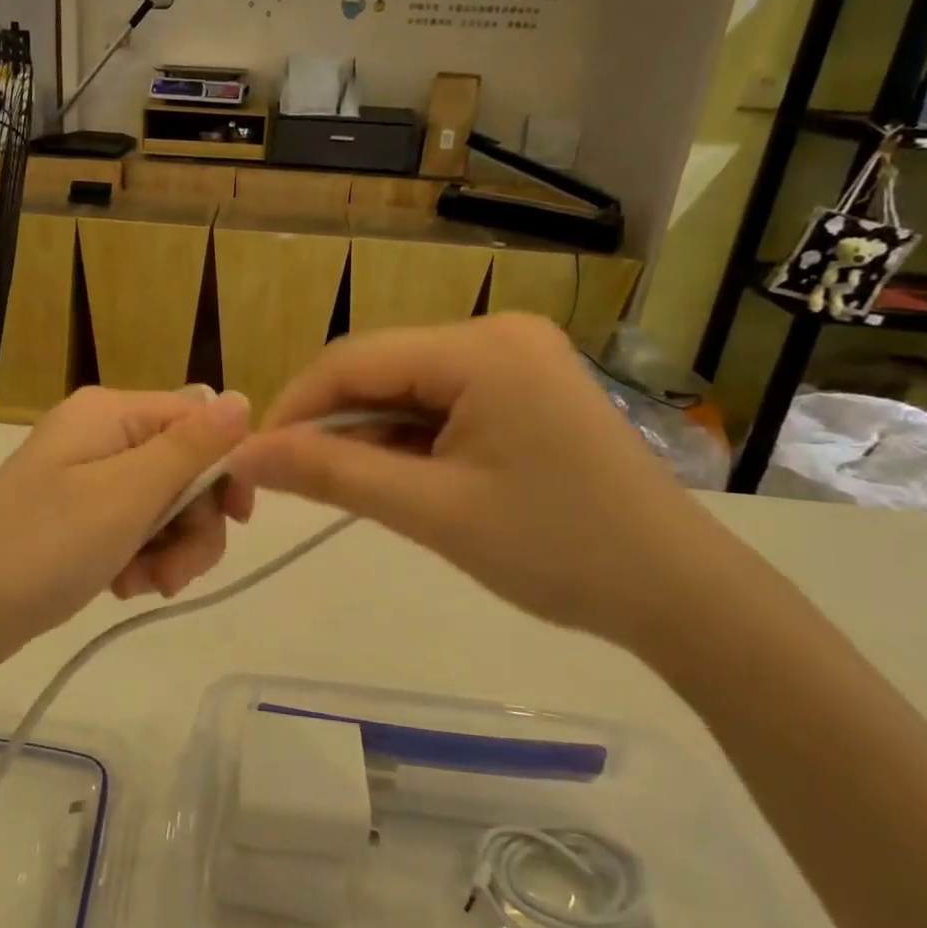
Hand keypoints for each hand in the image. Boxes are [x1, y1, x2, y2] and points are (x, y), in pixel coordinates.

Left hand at [0, 386, 252, 682]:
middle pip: (183, 467)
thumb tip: (243, 398)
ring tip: (141, 586)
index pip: (197, 417)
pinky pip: (134, 526)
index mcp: (110, 413)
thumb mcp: (127, 495)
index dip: (225, 466)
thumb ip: (191, 447)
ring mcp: (86, 475)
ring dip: (169, 549)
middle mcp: (100, 434)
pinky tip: (122, 586)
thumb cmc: (45, 546)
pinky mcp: (78, 513)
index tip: (239, 519)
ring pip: (164, 504)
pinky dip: (140, 558)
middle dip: (192, 524)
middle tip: (175, 575)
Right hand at [227, 315, 749, 653]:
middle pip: (380, 369)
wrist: (679, 593)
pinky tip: (396, 476)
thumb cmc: (557, 550)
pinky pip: (441, 402)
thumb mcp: (431, 511)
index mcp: (481, 348)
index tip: (254, 459)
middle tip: (294, 481)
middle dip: (330, 423)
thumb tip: (247, 453)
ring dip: (367, 434)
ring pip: (407, 387)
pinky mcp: (524, 388)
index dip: (294, 407)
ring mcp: (516, 358)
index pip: (354, 360)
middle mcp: (498, 334)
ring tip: (345, 487)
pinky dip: (407, 438)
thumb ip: (332, 474)